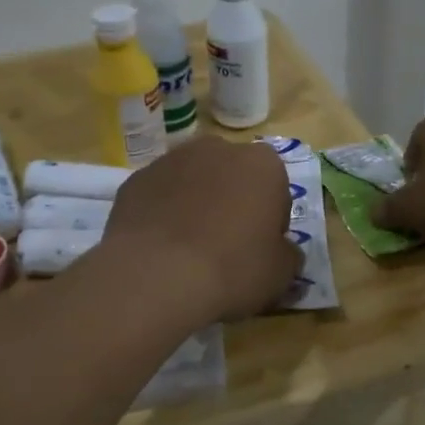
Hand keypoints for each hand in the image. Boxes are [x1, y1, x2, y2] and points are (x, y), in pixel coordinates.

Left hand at [102, 138, 299, 322]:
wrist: (156, 276)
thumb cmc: (233, 268)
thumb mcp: (280, 273)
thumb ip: (289, 255)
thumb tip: (284, 252)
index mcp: (263, 164)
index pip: (276, 190)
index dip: (270, 222)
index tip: (259, 250)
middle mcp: (218, 148)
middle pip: (233, 178)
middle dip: (232, 204)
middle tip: (226, 248)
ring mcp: (171, 160)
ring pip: (194, 182)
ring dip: (196, 205)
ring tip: (189, 250)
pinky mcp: (135, 179)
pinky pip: (159, 196)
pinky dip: (162, 214)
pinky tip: (160, 249)